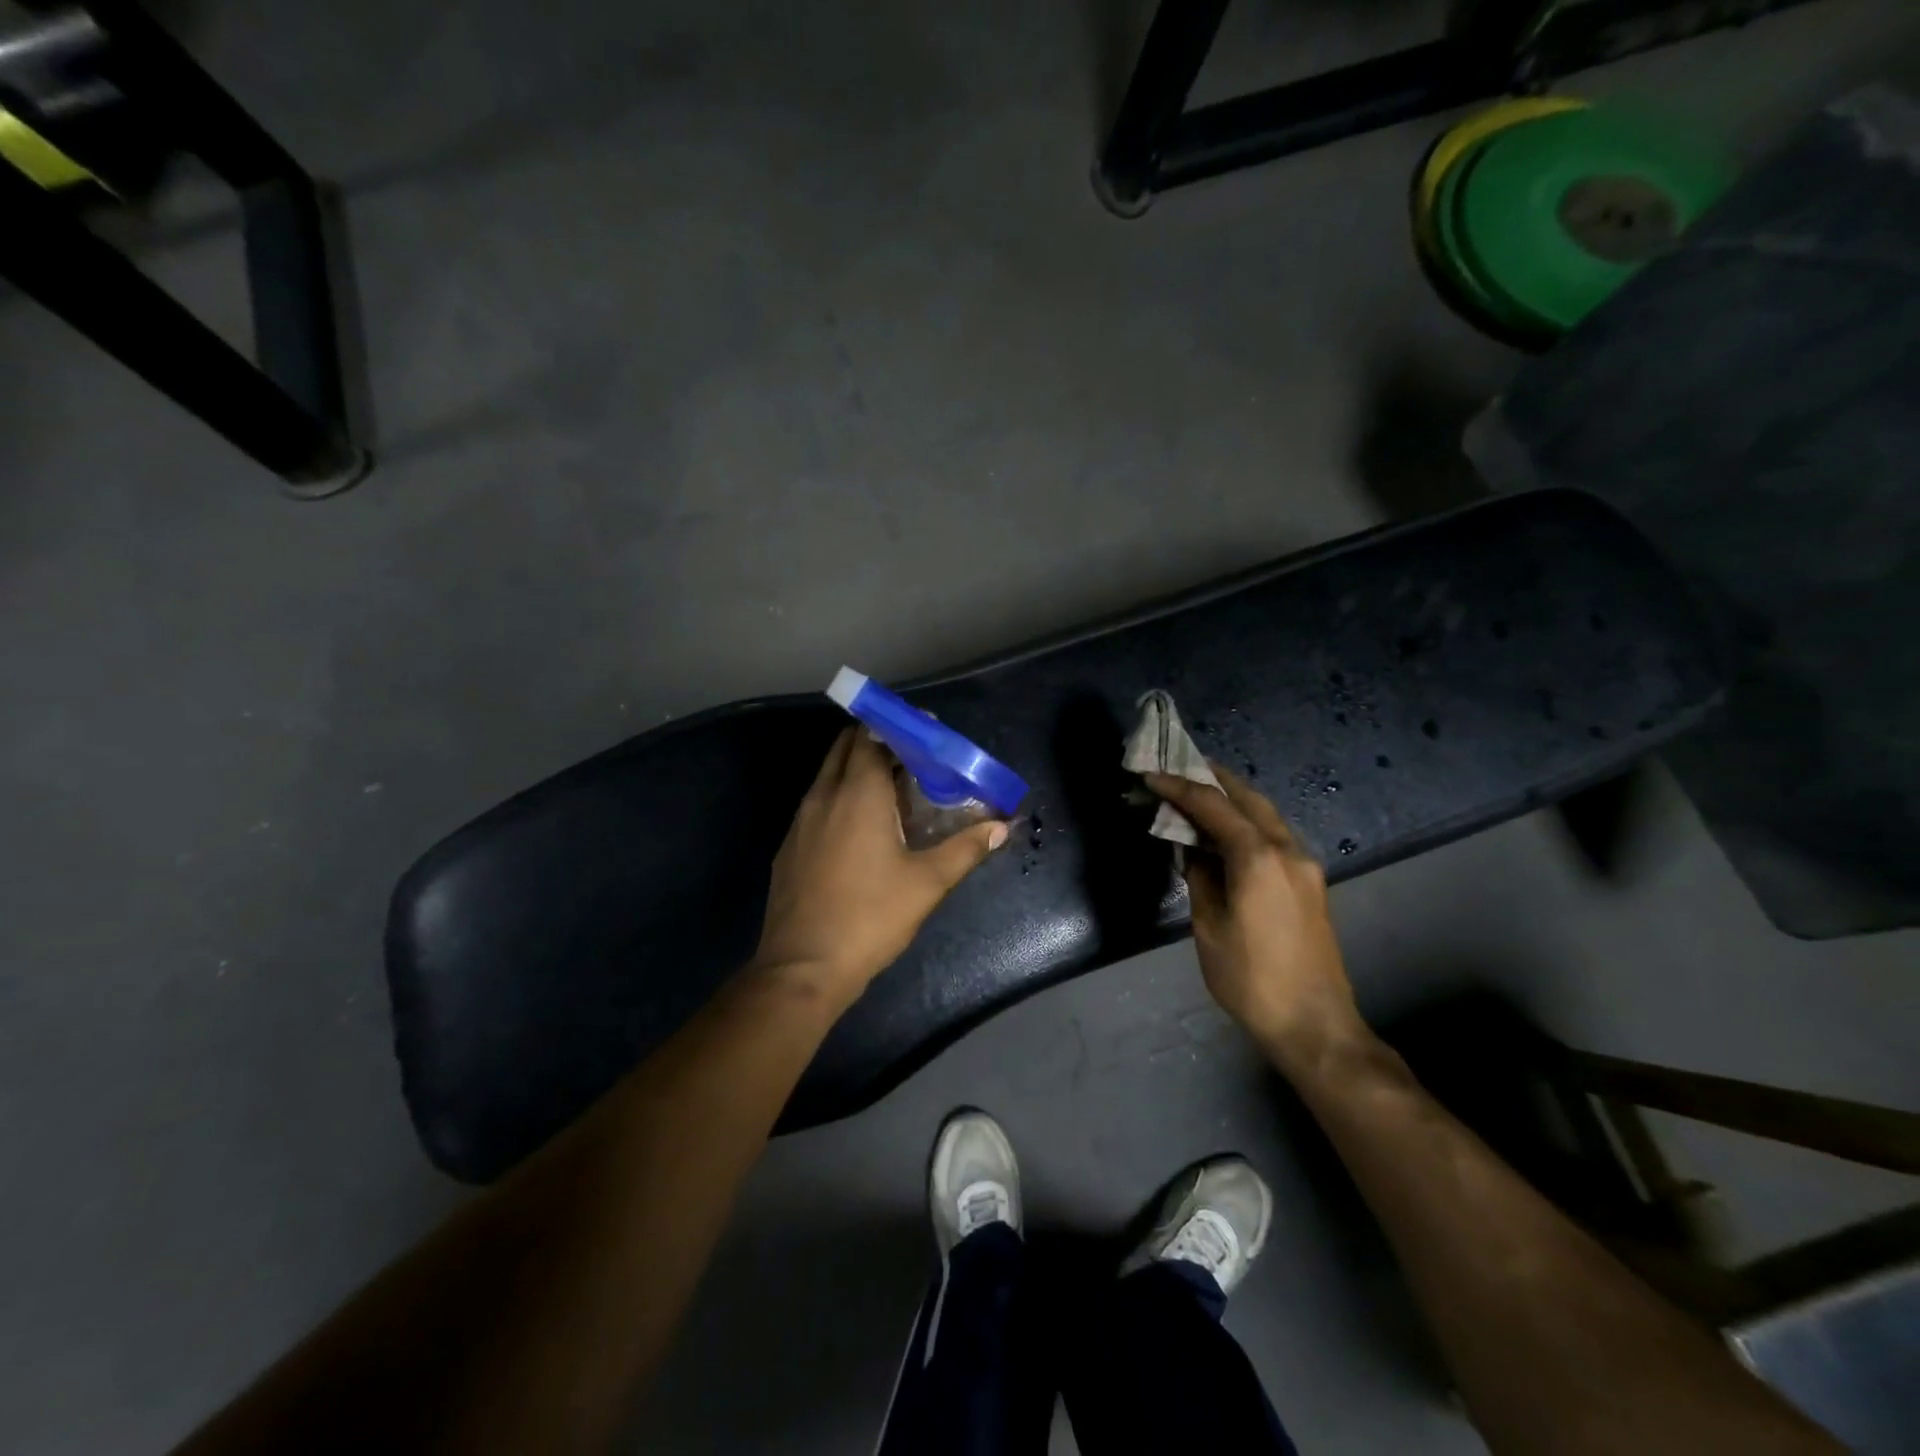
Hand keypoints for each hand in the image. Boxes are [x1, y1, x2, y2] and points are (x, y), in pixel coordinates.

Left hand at [753, 728, 1008, 1005]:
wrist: (802, 968)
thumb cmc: (870, 917)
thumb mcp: (927, 884)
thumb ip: (966, 849)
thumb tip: (1001, 827)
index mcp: (857, 794)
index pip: (871, 736)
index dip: (898, 727)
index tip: (927, 732)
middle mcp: (823, 795)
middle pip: (846, 746)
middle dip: (877, 740)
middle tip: (914, 756)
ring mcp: (800, 820)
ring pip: (829, 774)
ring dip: (858, 768)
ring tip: (895, 788)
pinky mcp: (790, 845)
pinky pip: (818, 801)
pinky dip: (841, 795)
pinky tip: (863, 826)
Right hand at [1146, 765, 1366, 1072]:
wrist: (1315, 1024)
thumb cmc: (1251, 979)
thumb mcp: (1209, 927)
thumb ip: (1200, 878)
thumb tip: (1192, 850)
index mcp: (1258, 859)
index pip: (1214, 807)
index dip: (1180, 788)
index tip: (1151, 776)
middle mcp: (1288, 851)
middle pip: (1248, 799)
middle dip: (1214, 779)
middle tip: (1181, 767)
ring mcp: (1305, 865)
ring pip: (1266, 814)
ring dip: (1233, 799)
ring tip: (1201, 791)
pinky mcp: (1310, 882)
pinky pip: (1274, 835)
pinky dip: (1248, 821)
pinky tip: (1228, 830)